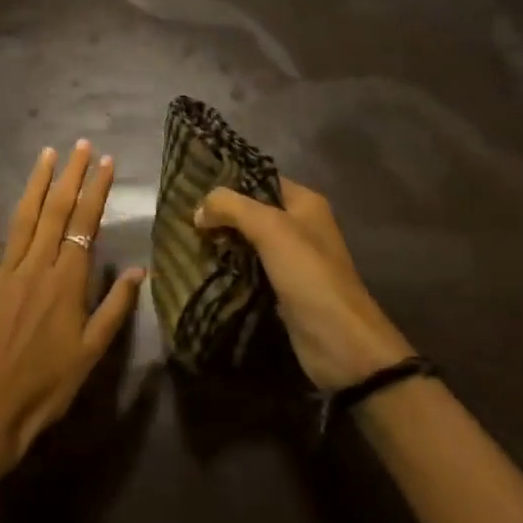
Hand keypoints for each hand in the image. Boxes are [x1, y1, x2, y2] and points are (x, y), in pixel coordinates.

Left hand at [0, 141, 144, 503]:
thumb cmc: (46, 387)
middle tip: (81, 145)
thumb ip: (115, 308)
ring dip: (37, 183)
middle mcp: (37, 267)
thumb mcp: (91, 353)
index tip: (106, 162)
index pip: (85, 224)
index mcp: (67, 283)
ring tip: (48, 154)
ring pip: (24, 218)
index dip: (97, 190)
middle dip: (71, 175)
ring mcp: (5, 272)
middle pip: (56, 211)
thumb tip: (139, 270)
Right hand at [196, 179, 413, 390]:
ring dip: (222, 243)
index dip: (228, 181)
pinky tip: (203, 267)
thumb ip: (232, 207)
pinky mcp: (282, 290)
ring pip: (248, 242)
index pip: (260, 179)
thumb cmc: (308, 274)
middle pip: (252, 211)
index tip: (191, 186)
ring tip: (186, 240)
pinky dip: (229, 268)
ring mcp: (292, 260)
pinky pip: (249, 270)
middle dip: (220, 214)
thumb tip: (199, 209)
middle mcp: (300, 226)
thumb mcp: (270, 228)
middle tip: (183, 217)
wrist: (340, 342)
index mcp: (305, 203)